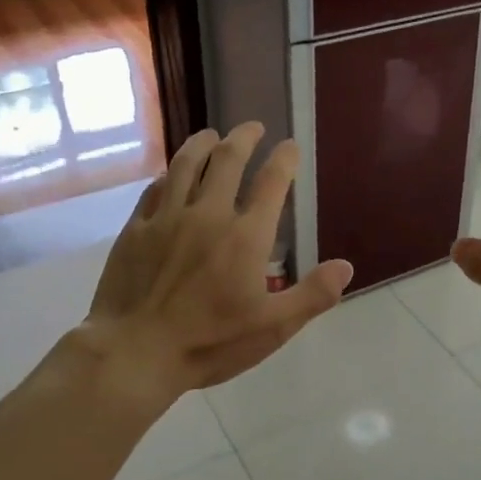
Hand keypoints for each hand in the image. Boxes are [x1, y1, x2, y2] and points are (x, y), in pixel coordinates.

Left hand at [77, 122, 352, 399]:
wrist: (135, 352)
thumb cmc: (209, 343)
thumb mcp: (273, 328)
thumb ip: (312, 295)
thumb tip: (345, 267)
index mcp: (246, 236)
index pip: (271, 183)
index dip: (284, 159)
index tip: (289, 145)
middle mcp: (208, 215)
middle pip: (227, 160)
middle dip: (244, 138)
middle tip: (252, 127)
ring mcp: (167, 218)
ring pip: (186, 165)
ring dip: (202, 143)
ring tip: (212, 134)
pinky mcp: (136, 230)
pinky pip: (154, 189)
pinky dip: (169, 174)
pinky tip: (171, 174)